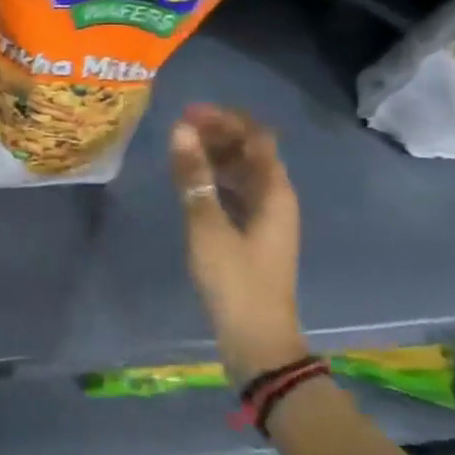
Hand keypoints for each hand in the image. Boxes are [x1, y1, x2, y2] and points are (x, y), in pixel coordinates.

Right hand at [169, 104, 306, 383]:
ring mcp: (266, 218)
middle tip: (178, 129)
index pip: (256, 136)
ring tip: (179, 150)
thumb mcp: (207, 225)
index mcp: (274, 192)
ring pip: (242, 173)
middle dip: (217, 134)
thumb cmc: (234, 281)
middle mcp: (276, 199)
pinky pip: (236, 193)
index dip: (225, 119)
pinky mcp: (253, 236)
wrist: (257, 341)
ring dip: (215, 156)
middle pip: (250, 152)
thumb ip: (193, 176)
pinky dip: (215, 180)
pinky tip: (190, 183)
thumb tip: (180, 130)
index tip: (188, 113)